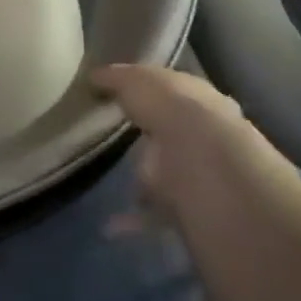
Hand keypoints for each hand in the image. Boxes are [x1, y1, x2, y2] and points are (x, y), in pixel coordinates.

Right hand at [91, 63, 249, 236]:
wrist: (203, 163)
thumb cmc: (173, 109)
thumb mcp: (137, 80)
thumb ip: (117, 78)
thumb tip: (94, 75)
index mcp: (199, 100)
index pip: (176, 93)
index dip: (153, 93)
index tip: (124, 96)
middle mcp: (206, 136)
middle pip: (175, 135)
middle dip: (154, 137)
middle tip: (116, 137)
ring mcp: (200, 175)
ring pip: (169, 174)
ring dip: (146, 180)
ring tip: (110, 178)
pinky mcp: (188, 208)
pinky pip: (155, 214)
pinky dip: (133, 220)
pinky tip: (108, 225)